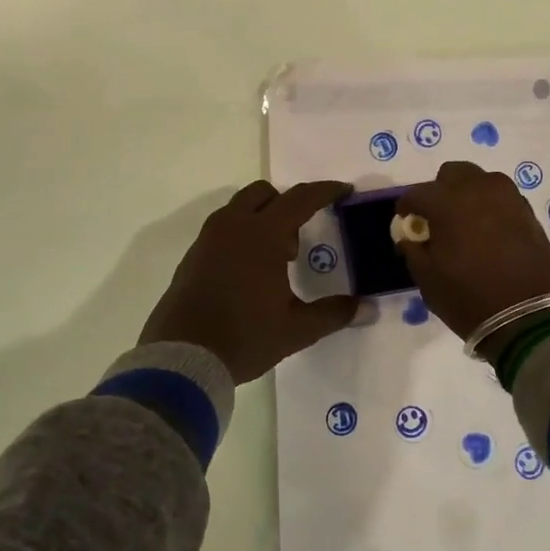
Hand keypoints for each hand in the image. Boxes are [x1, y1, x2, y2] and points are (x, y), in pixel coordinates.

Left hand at [140, 180, 359, 382]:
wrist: (182, 359)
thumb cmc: (245, 337)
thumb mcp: (297, 329)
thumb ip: (333, 313)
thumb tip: (367, 308)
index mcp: (262, 235)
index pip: (300, 198)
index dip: (325, 191)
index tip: (344, 191)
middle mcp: (233, 226)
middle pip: (264, 193)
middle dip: (287, 204)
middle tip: (298, 241)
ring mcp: (207, 240)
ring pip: (239, 208)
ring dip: (262, 219)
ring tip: (274, 261)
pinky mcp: (192, 257)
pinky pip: (222, 229)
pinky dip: (240, 235)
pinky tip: (247, 274)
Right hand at [397, 161, 549, 352]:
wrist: (532, 314)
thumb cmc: (470, 296)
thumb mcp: (428, 279)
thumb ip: (414, 250)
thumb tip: (411, 237)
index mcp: (446, 201)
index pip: (417, 194)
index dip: (406, 207)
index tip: (405, 221)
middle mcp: (477, 188)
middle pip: (452, 174)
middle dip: (440, 190)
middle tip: (437, 218)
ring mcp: (507, 197)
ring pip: (480, 181)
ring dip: (468, 194)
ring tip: (464, 223)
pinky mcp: (528, 211)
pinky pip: (501, 198)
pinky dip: (490, 207)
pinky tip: (488, 232)